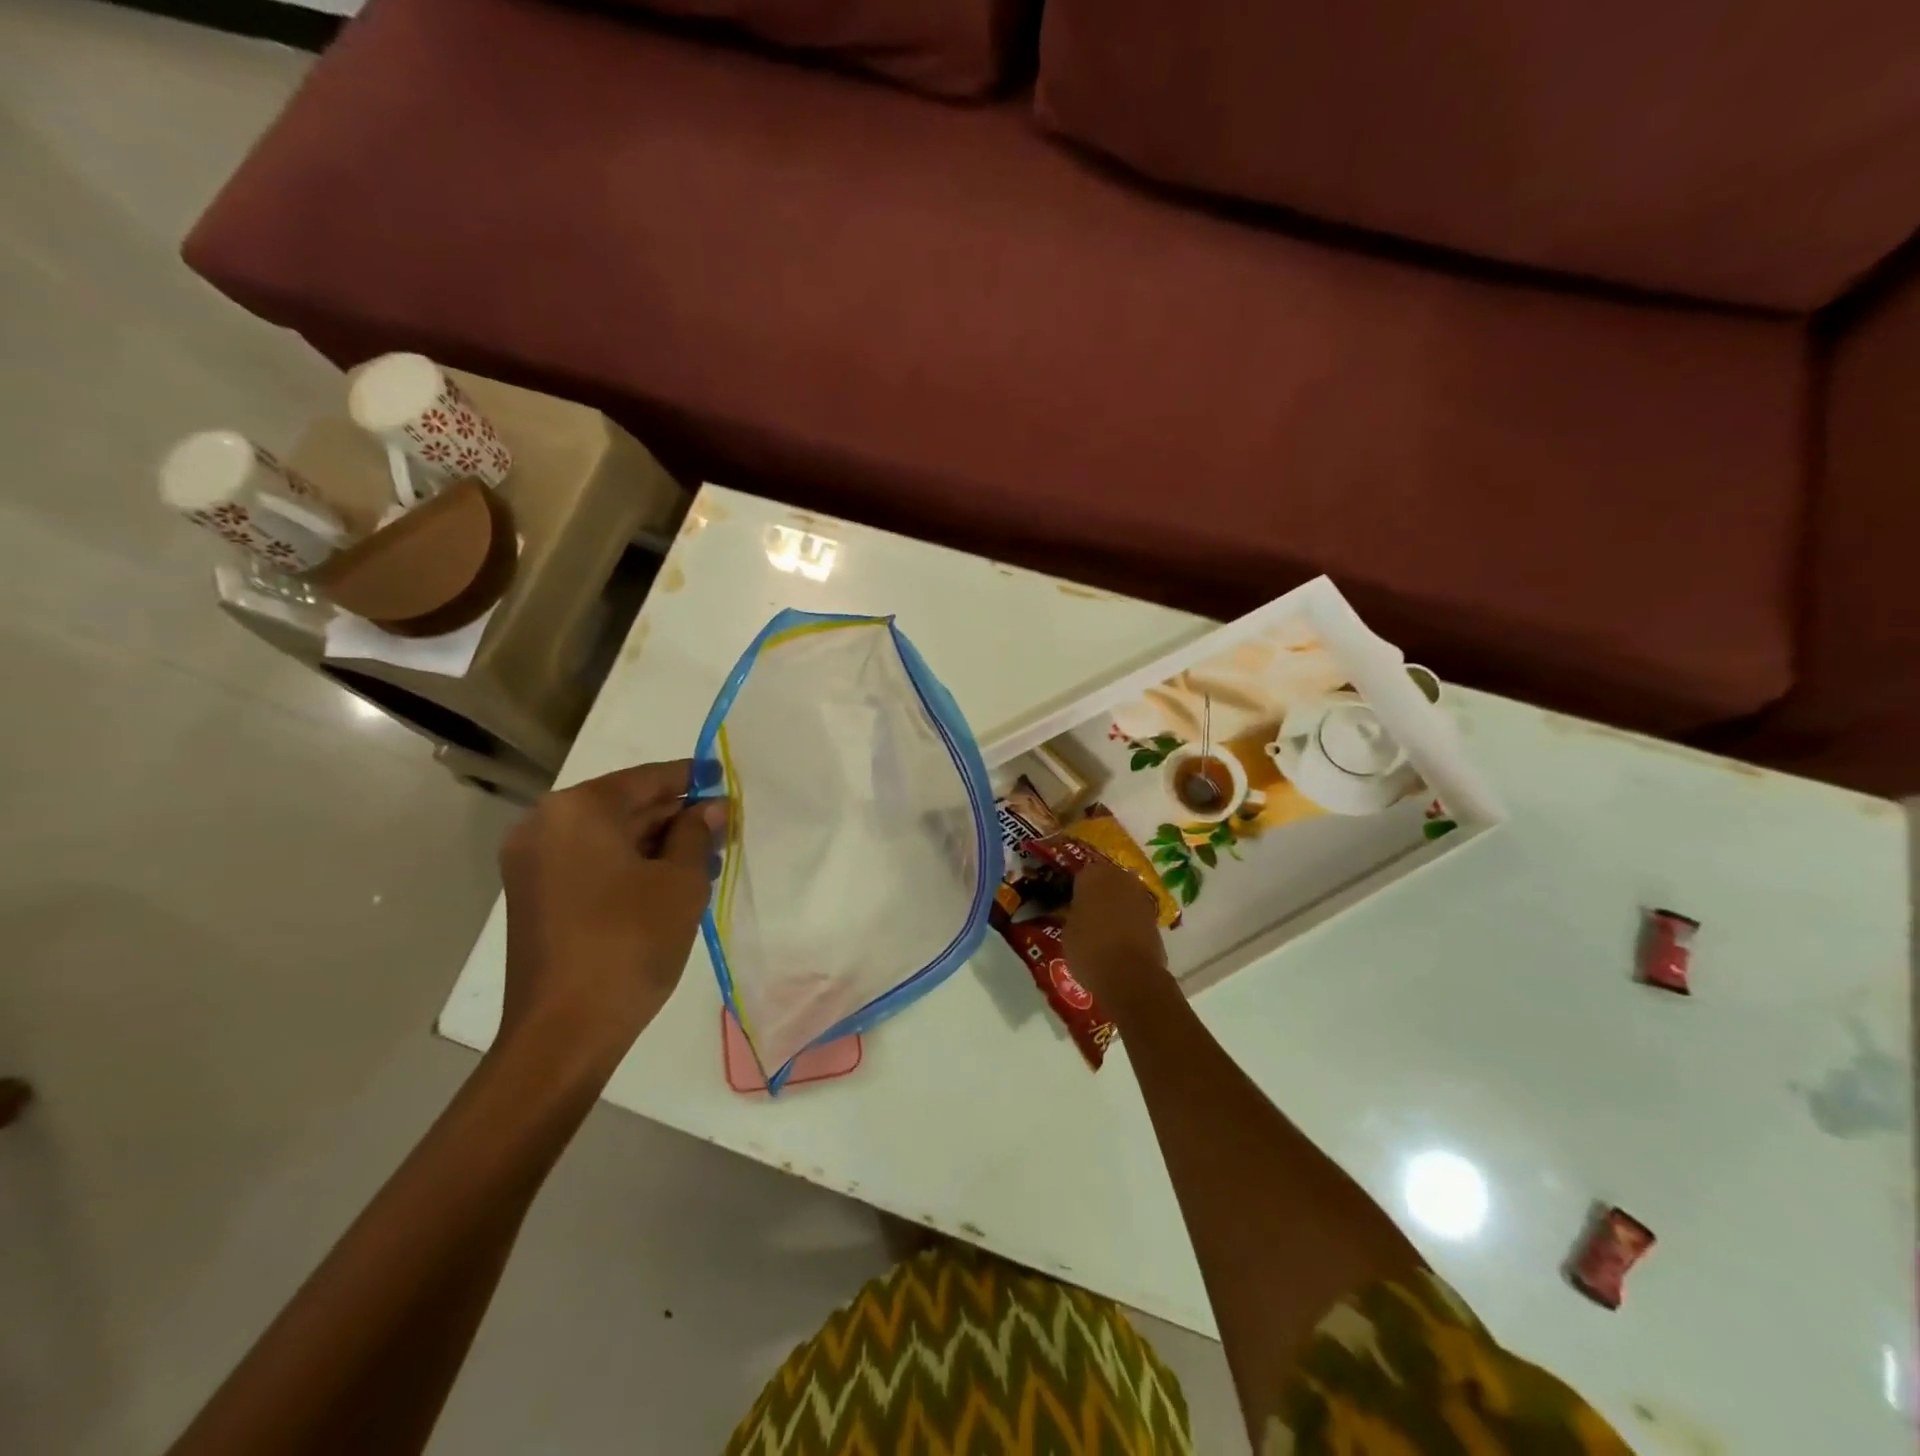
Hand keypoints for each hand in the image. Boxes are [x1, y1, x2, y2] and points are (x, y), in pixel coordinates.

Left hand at [498, 761, 723, 1067]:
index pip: (646, 780)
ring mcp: (534, 862)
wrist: (565, 1031)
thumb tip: (710, 808)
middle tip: (722, 823)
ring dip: (657, 841)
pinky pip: (591, 861)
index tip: (724, 778)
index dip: (691, 778)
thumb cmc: (629, 942)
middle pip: (624, 805)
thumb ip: (696, 834)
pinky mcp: (535, 895)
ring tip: (707, 855)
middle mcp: (546, 825)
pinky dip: (630, 863)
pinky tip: (671, 878)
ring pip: (608, 835)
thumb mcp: (680, 882)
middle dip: (675, 814)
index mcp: (578, 810)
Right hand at [1062, 854, 1167, 1010]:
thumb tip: (1078, 913)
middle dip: (1098, 893)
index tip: (1070, 901)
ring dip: (1115, 907)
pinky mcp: (1155, 919)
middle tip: (1086, 912)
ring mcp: (1141, 898)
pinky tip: (1117, 941)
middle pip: (1106, 881)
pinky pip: (1135, 915)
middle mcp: (1120, 878)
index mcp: (1093, 875)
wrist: (1130, 976)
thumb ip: (1073, 914)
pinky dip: (1128, 924)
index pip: (1081, 873)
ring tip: (1102, 928)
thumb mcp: (1068, 931)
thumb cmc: (1089, 949)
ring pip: (1123, 897)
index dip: (1076, 888)